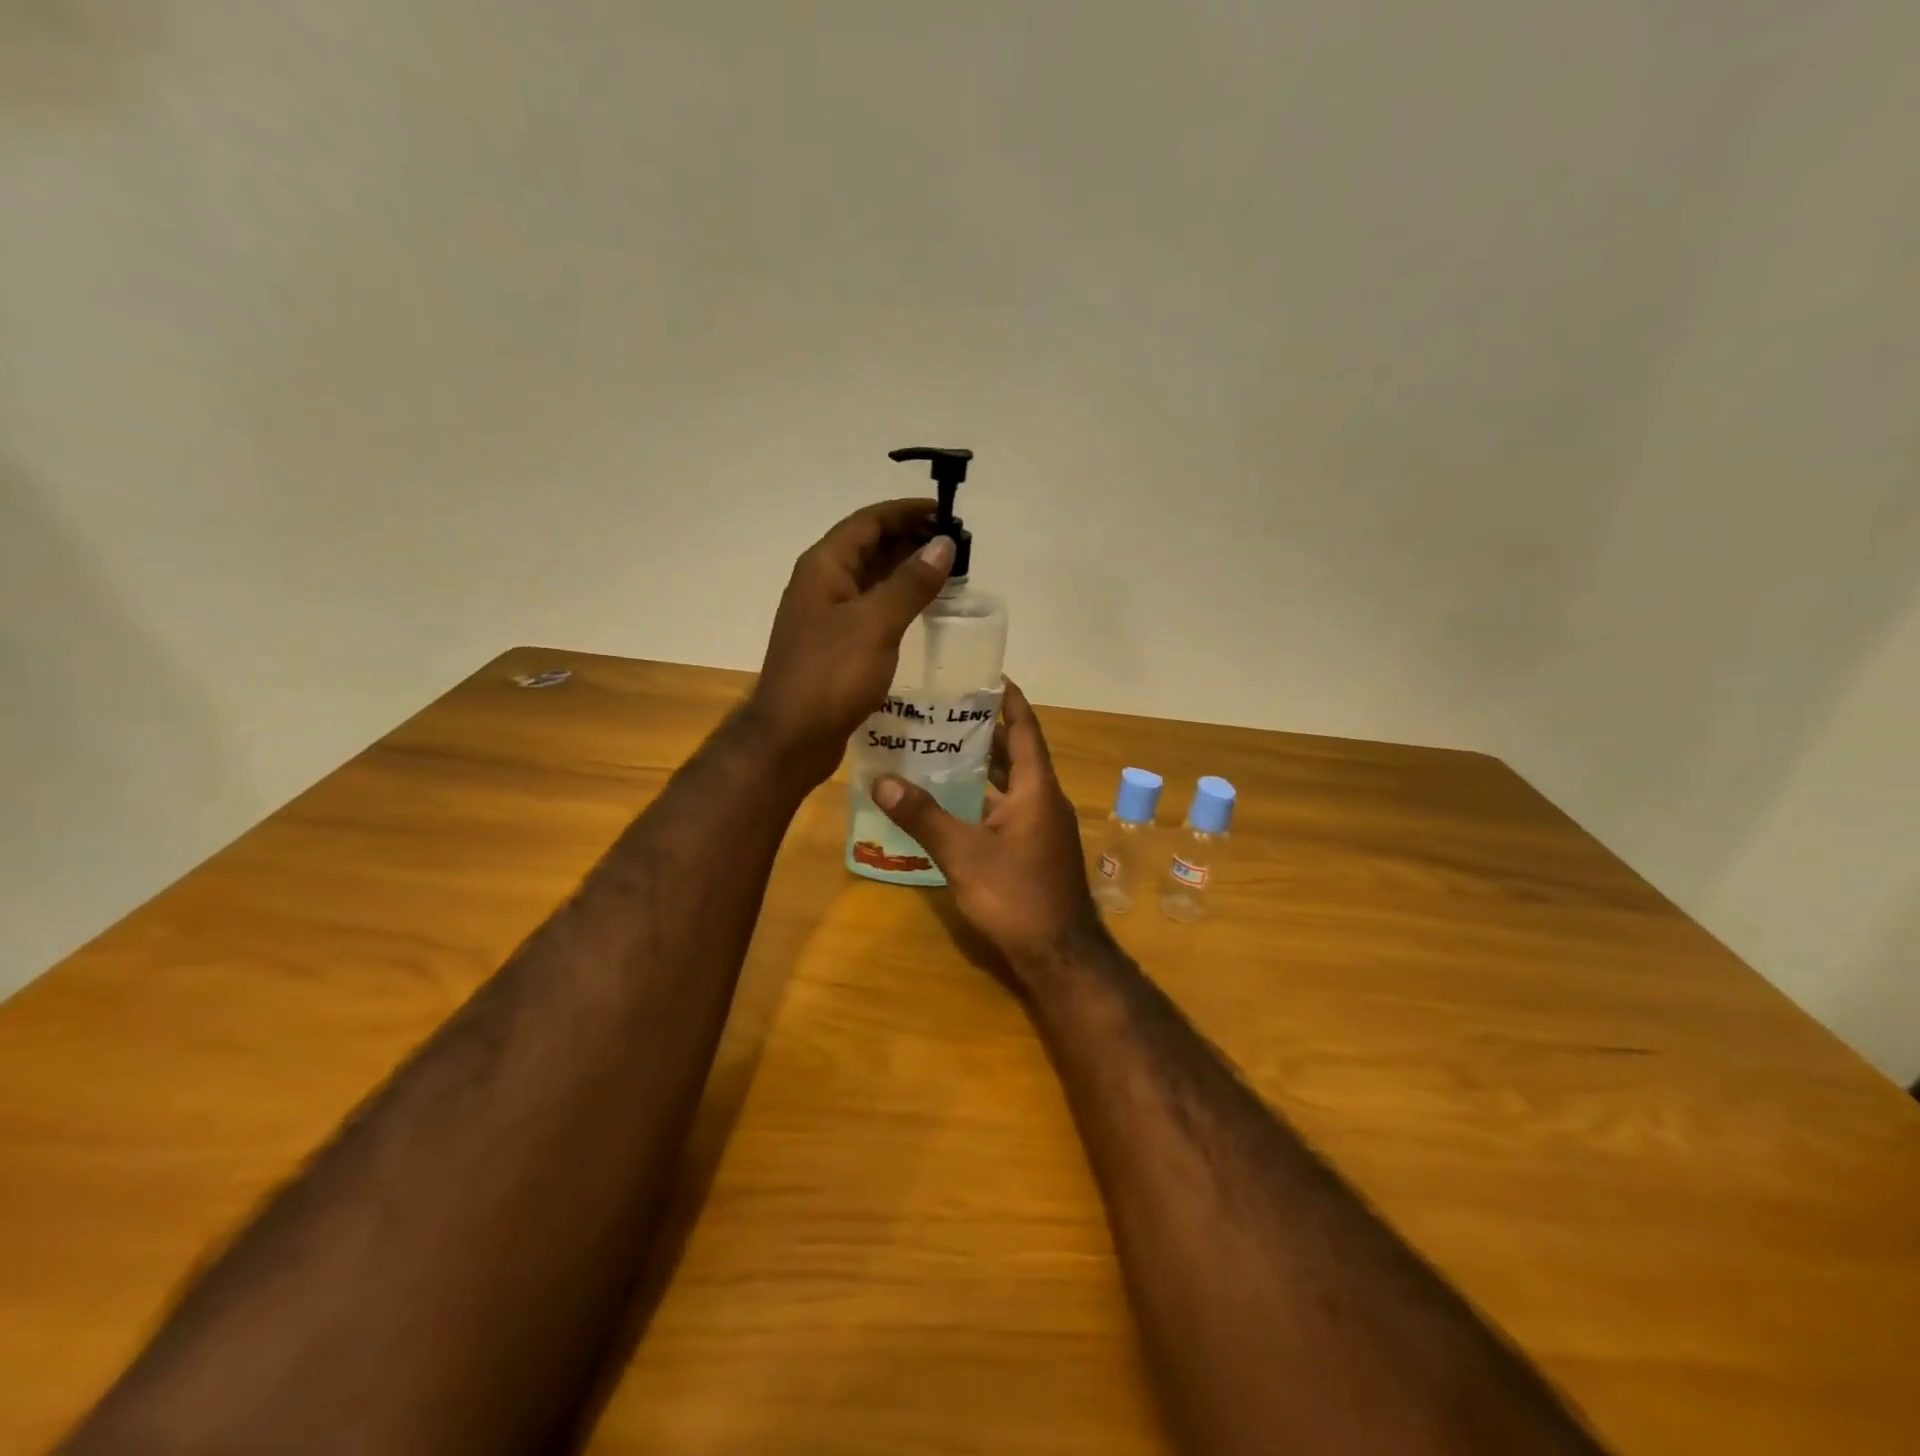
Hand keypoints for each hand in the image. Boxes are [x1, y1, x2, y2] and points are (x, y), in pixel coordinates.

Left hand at [748, 498, 954, 783]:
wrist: (792, 737)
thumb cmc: (831, 675)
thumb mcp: (875, 624)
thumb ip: (910, 583)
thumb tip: (943, 544)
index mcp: (825, 567)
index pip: (868, 522)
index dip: (906, 512)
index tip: (945, 512)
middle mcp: (822, 584)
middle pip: (868, 547)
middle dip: (910, 541)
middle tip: (955, 546)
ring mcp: (826, 617)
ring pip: (870, 580)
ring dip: (905, 573)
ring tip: (947, 575)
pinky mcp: (834, 646)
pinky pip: (870, 610)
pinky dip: (896, 604)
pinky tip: (922, 614)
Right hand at [871, 682, 1105, 977]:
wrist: (1059, 954)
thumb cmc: (1017, 895)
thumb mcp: (963, 853)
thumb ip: (923, 816)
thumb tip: (881, 781)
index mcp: (1036, 787)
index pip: (1023, 727)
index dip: (1007, 698)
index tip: (984, 673)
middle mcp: (1043, 799)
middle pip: (1013, 752)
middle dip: (982, 730)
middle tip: (942, 710)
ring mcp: (1041, 826)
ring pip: (1008, 784)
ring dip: (979, 766)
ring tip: (937, 748)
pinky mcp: (1034, 849)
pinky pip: (1005, 809)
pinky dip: (980, 799)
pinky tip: (948, 802)